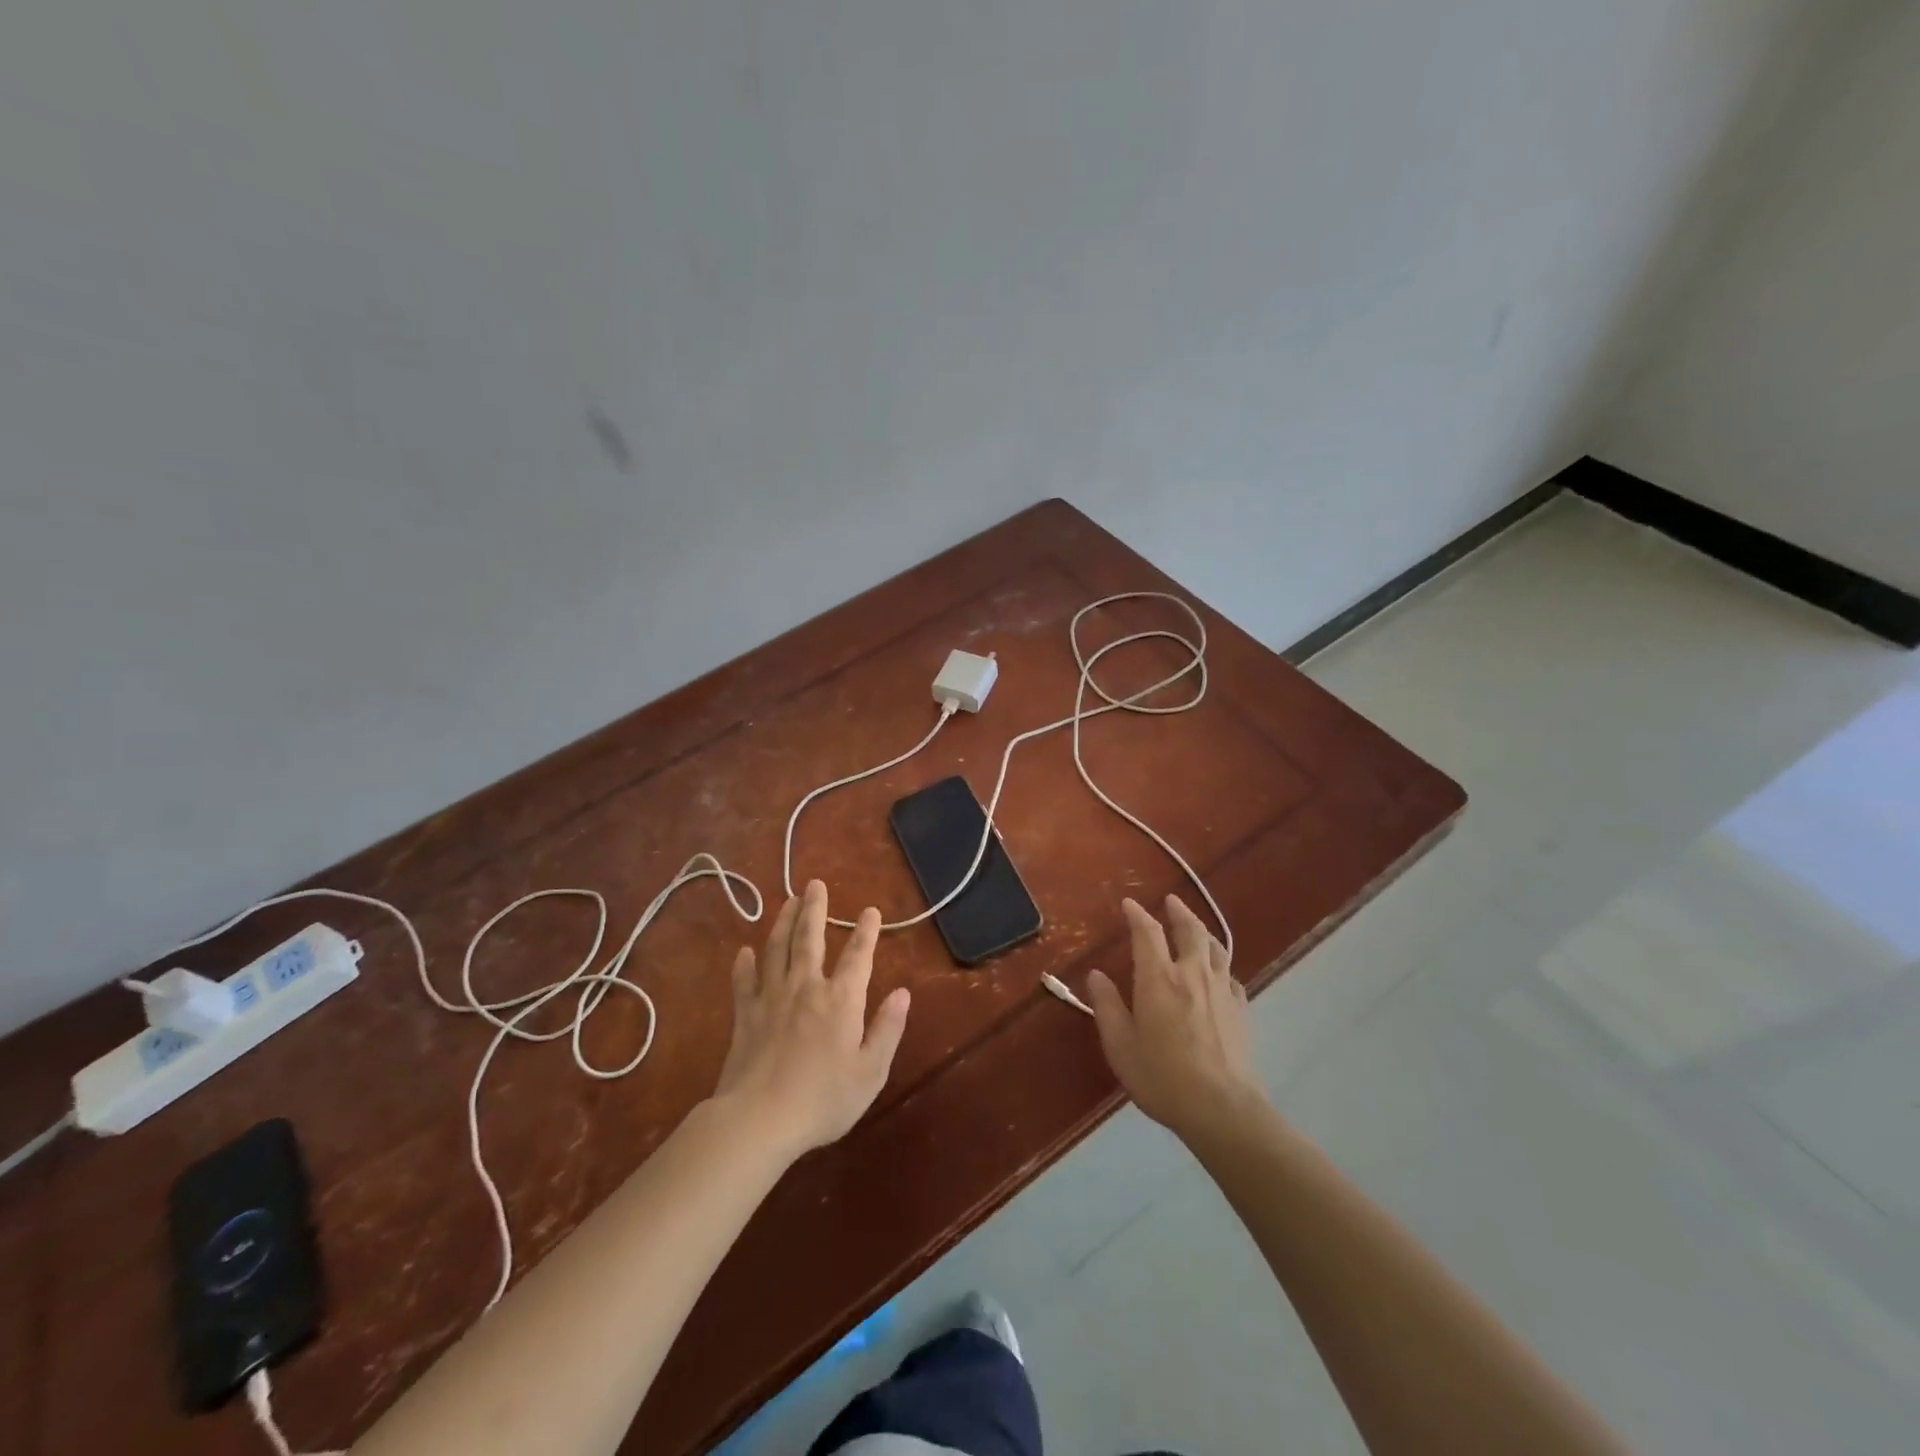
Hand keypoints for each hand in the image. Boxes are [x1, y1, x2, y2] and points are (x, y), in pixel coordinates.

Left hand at [712, 880, 910, 1158]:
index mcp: (841, 999)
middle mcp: (806, 987)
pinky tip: (744, 951)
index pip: (858, 955)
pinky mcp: (745, 1015)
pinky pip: (744, 981)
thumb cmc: (823, 1099)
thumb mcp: (870, 1071)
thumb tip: (902, 992)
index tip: (870, 910)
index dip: (866, 931)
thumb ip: (887, 1029)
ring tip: (788, 901)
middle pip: (810, 938)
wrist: (759, 1119)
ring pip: (777, 949)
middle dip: (815, 909)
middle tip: (815, 884)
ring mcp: (771, 998)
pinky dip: (744, 964)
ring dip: (783, 922)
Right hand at [1086, 895, 1262, 1140]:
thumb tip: (1096, 975)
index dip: (1138, 915)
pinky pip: (1230, 975)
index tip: (1129, 904)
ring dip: (1203, 931)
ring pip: (1215, 947)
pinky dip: (1220, 965)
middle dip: (1178, 912)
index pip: (1147, 933)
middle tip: (1170, 901)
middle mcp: (1192, 974)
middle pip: (1190, 930)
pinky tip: (1219, 973)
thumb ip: (1107, 1006)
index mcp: (1158, 978)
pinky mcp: (1241, 1010)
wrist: (1222, 1108)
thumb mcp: (1120, 1044)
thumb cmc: (1162, 1076)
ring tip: (1195, 926)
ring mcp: (1221, 990)